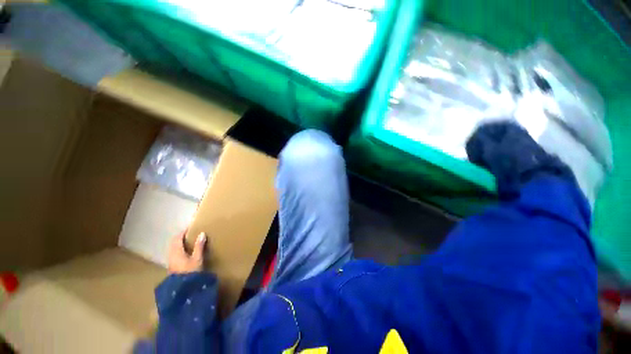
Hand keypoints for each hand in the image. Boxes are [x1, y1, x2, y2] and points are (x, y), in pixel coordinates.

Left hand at [168, 231, 205, 273]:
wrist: (182, 288)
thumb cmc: (190, 271)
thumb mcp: (197, 258)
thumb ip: (199, 246)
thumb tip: (202, 233)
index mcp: (176, 251)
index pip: (178, 238)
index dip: (183, 232)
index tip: (191, 227)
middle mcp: (171, 254)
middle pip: (173, 242)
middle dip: (180, 237)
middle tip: (189, 233)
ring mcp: (170, 260)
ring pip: (172, 247)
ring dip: (178, 243)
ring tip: (188, 241)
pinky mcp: (171, 265)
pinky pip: (173, 252)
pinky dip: (178, 248)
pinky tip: (184, 251)